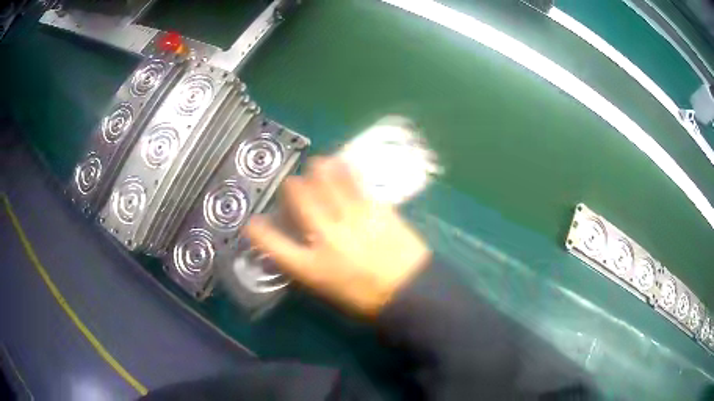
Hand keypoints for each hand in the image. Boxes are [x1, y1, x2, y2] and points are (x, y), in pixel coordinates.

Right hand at [244, 156, 431, 316]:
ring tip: (315, 165)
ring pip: (326, 183)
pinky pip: (356, 183)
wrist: (410, 292)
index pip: (271, 243)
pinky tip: (341, 162)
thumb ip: (308, 267)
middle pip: (299, 200)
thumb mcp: (327, 292)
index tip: (253, 222)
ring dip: (317, 171)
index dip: (257, 230)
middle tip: (292, 184)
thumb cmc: (366, 300)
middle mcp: (326, 238)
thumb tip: (297, 247)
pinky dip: (346, 170)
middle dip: (291, 187)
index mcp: (311, 266)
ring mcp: (352, 220)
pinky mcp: (376, 209)